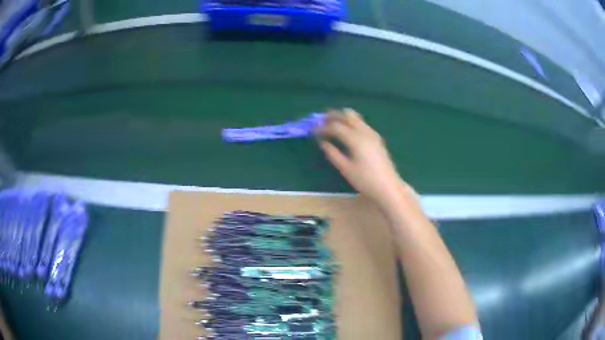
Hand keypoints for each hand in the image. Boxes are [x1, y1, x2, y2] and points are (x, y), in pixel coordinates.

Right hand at [318, 109, 409, 207]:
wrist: (388, 188)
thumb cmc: (365, 181)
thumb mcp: (345, 169)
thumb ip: (333, 153)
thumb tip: (322, 142)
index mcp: (356, 139)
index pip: (335, 126)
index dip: (322, 127)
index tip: (313, 131)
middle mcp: (364, 131)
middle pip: (347, 115)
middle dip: (333, 116)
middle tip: (321, 121)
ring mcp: (372, 134)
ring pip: (355, 117)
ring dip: (342, 118)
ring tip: (331, 125)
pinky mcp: (377, 138)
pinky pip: (361, 124)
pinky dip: (351, 123)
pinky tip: (346, 133)